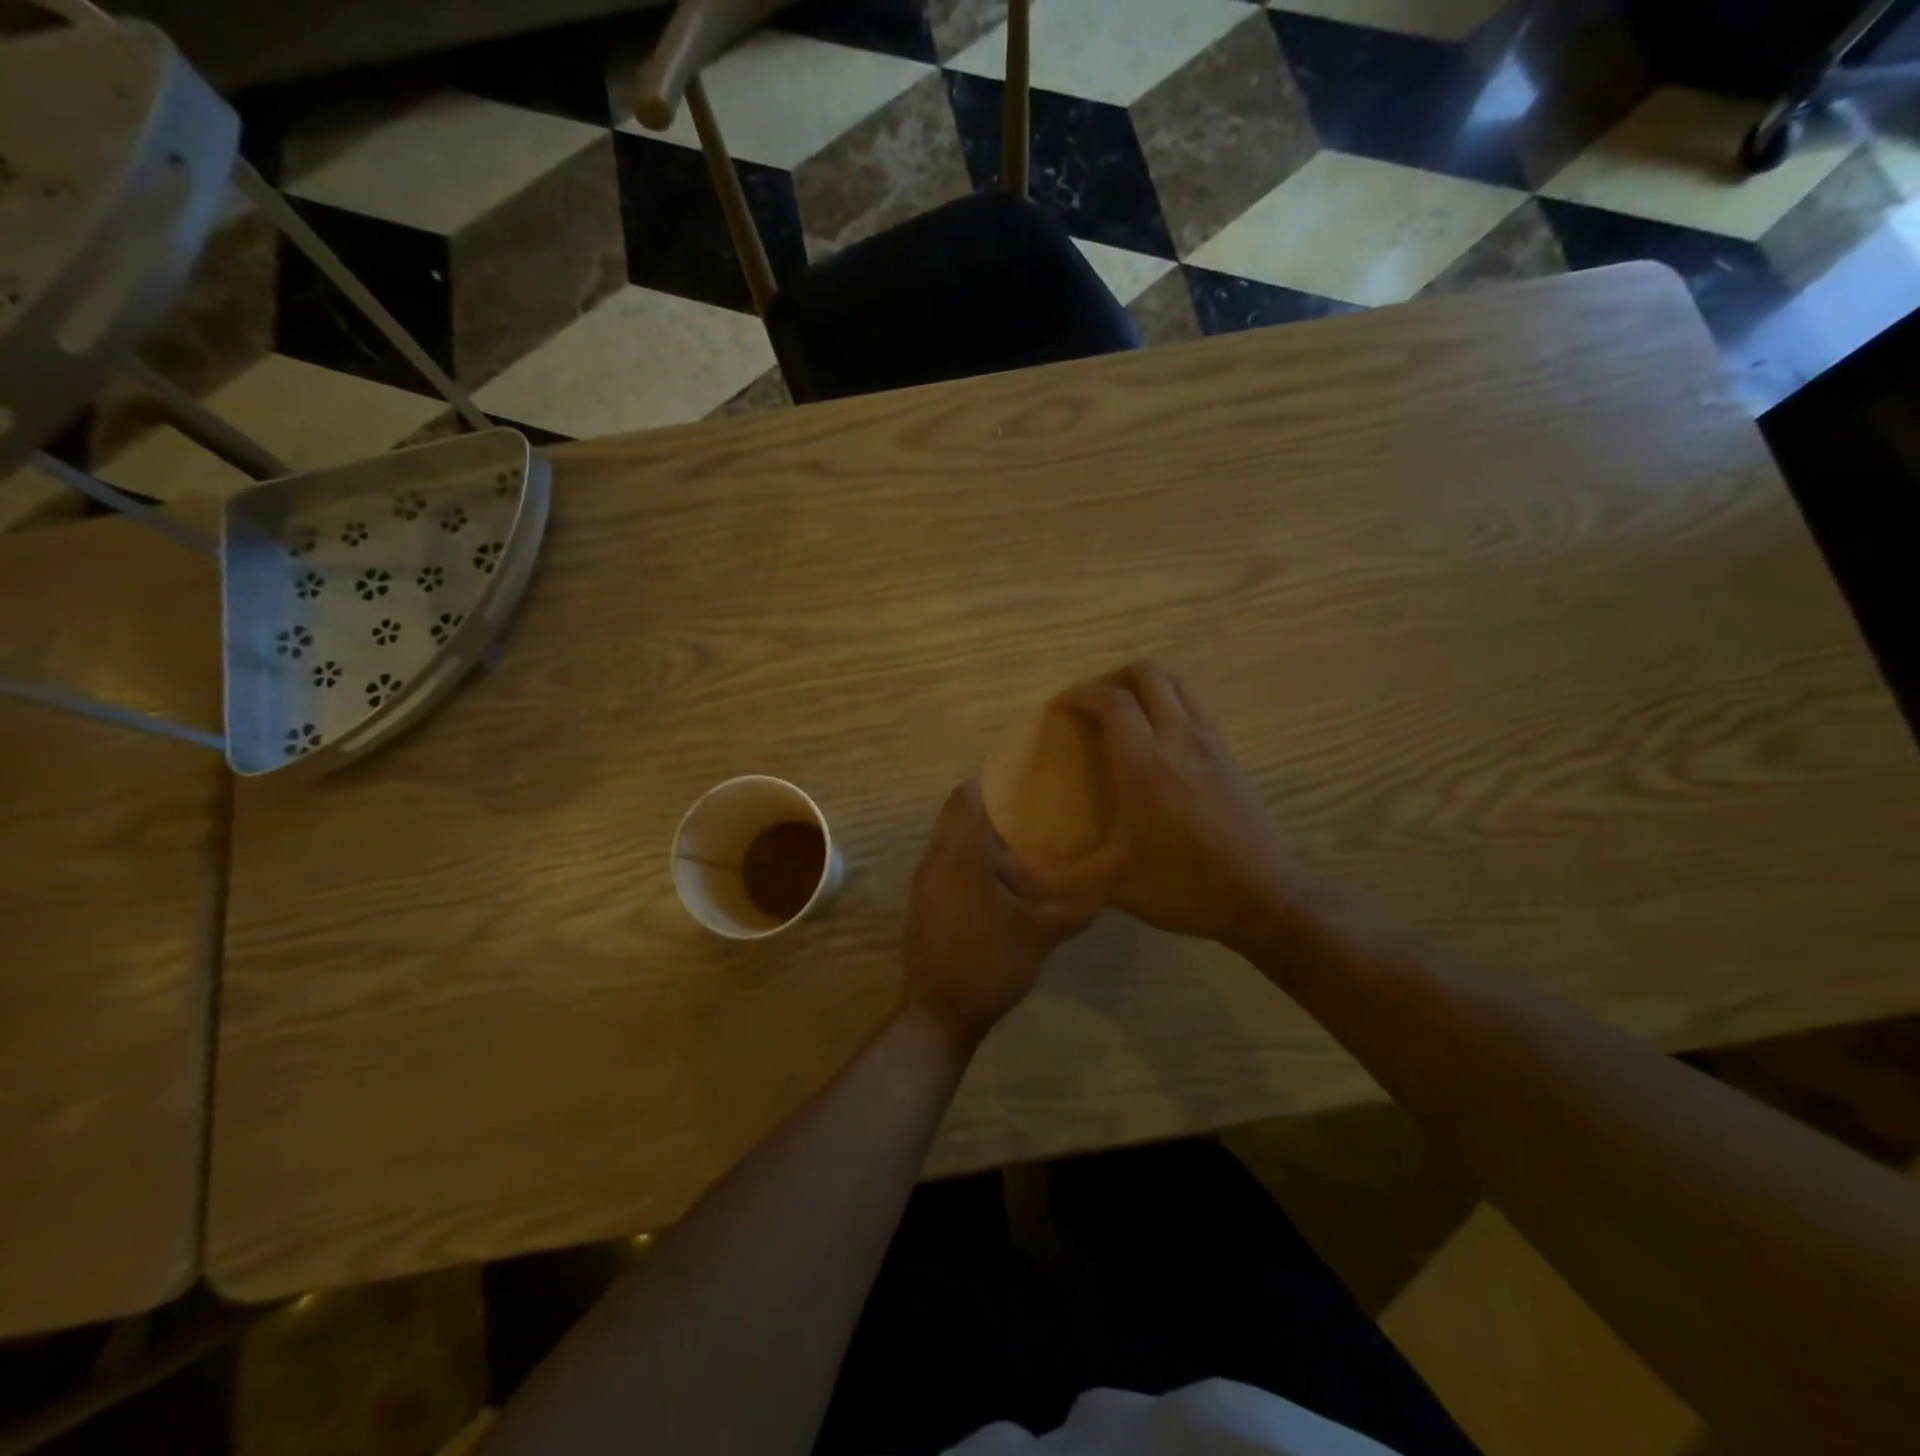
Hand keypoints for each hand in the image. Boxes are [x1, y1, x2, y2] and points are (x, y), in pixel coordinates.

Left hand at [902, 781, 1094, 1047]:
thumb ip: (1072, 909)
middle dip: (990, 806)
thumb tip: (1105, 889)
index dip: (990, 781)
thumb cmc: (987, 963)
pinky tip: (1002, 876)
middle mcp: (935, 860)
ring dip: (980, 833)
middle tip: (1031, 805)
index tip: (1022, 775)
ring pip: (950, 840)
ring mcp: (925, 883)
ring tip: (1022, 837)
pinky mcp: (926, 903)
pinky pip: (947, 862)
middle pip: (956, 815)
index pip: (964, 797)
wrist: (938, 1014)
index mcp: (958, 855)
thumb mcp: (1038, 935)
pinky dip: (970, 857)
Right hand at [1009, 663, 1300, 952]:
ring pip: (1177, 684)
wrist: (1264, 899)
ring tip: (1122, 714)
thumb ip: (1053, 878)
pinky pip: (1195, 706)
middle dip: (1112, 678)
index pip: (1111, 700)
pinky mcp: (1230, 755)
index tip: (1058, 707)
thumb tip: (1007, 868)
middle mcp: (1180, 739)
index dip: (1079, 693)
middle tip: (1090, 705)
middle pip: (1148, 675)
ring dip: (1145, 686)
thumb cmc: (1182, 885)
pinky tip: (1158, 741)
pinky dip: (1170, 703)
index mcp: (1146, 763)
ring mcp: (1211, 743)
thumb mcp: (1110, 886)